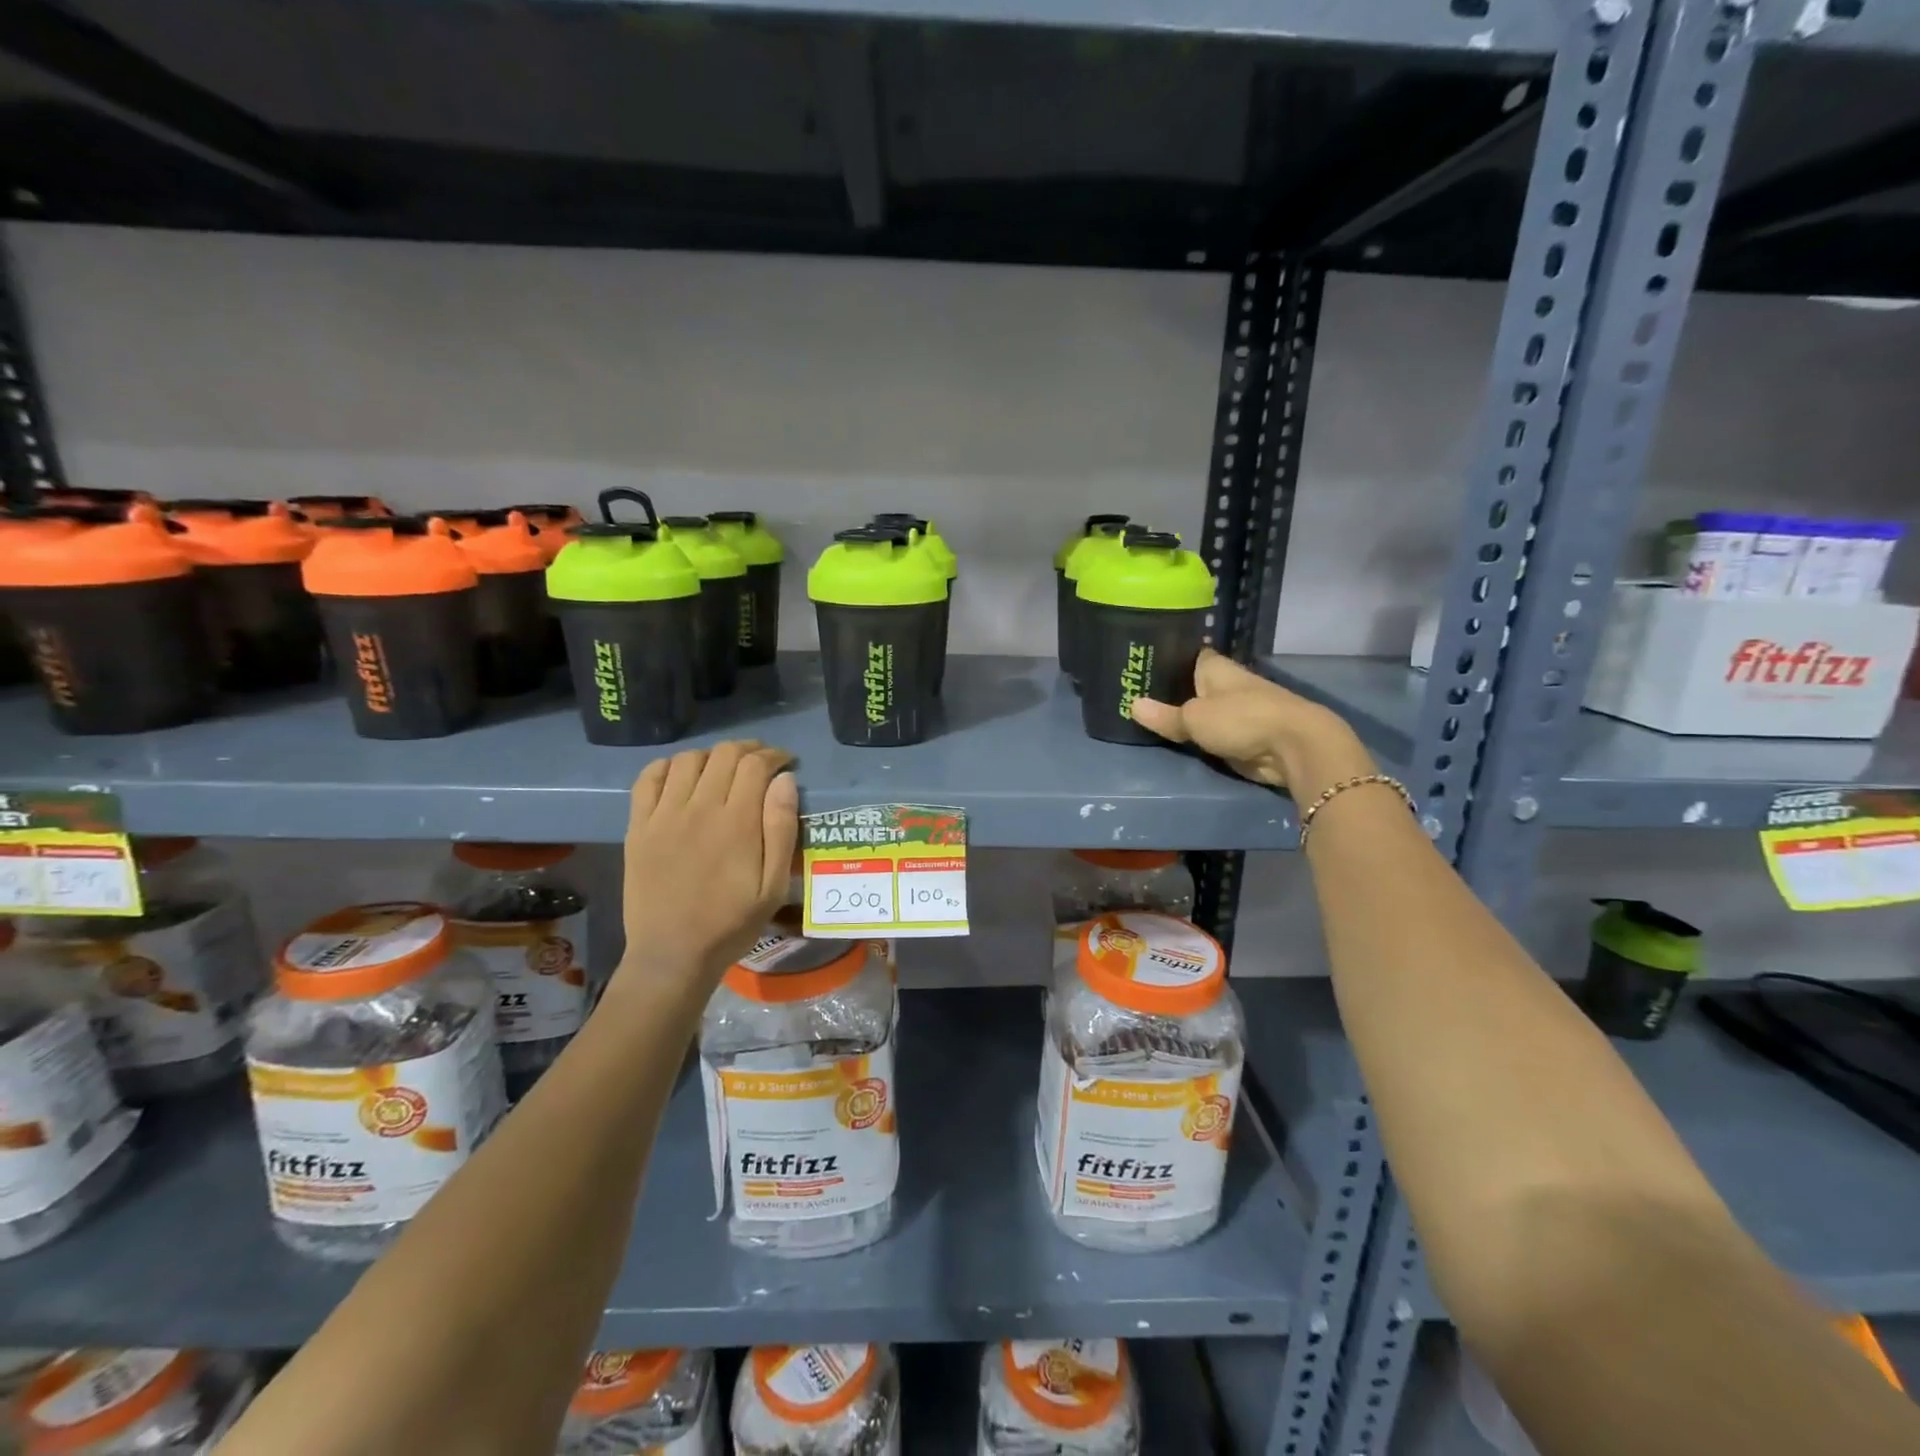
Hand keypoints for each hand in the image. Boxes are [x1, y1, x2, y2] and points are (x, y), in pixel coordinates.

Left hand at [616, 741, 798, 993]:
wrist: (672, 954)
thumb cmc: (731, 923)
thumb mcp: (773, 885)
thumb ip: (781, 828)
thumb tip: (784, 780)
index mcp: (737, 822)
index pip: (756, 764)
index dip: (774, 755)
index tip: (786, 763)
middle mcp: (700, 808)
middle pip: (724, 754)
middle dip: (749, 750)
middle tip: (761, 763)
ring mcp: (664, 815)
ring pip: (688, 759)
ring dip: (712, 756)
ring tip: (723, 770)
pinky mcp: (639, 826)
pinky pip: (648, 778)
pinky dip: (668, 766)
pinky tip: (682, 776)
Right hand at [1130, 649, 1374, 796]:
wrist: (1295, 747)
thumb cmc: (1242, 719)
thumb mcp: (1194, 718)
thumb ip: (1164, 716)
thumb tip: (1131, 706)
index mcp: (1215, 667)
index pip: (1187, 655)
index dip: (1167, 657)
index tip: (1142, 663)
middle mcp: (1227, 683)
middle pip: (1193, 684)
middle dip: (1171, 689)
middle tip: (1136, 694)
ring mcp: (1238, 709)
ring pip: (1204, 709)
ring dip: (1186, 714)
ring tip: (1151, 717)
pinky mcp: (1245, 735)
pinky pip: (1214, 732)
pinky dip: (1201, 735)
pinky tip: (1180, 737)